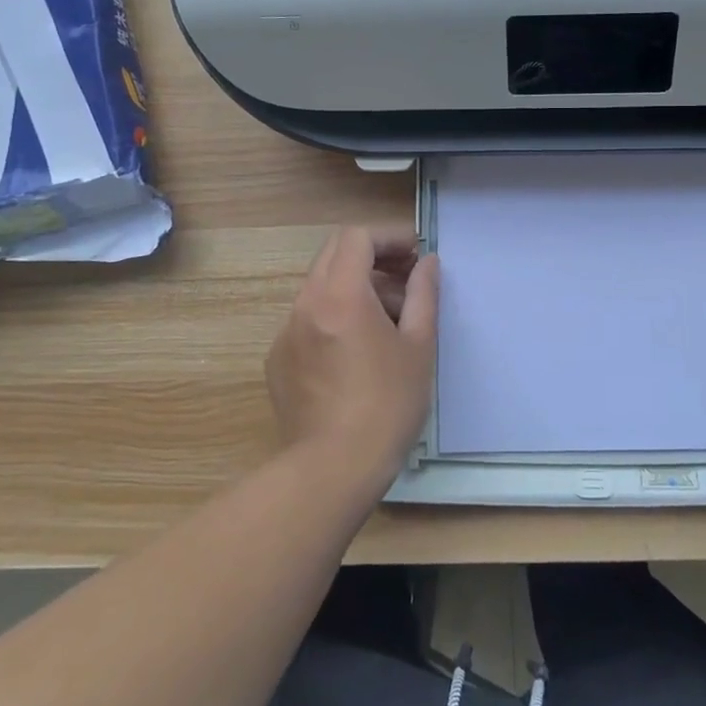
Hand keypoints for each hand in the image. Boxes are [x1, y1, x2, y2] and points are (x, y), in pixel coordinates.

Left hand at [266, 225, 439, 488]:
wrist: (334, 468)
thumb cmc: (388, 404)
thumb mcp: (419, 346)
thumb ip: (424, 294)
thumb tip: (428, 262)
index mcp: (341, 295)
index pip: (357, 237)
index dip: (389, 238)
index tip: (414, 257)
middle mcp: (305, 304)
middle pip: (334, 254)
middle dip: (372, 258)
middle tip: (404, 281)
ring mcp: (286, 332)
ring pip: (320, 287)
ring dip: (354, 287)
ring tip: (388, 322)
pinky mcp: (277, 360)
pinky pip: (308, 319)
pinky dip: (334, 316)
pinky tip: (356, 353)